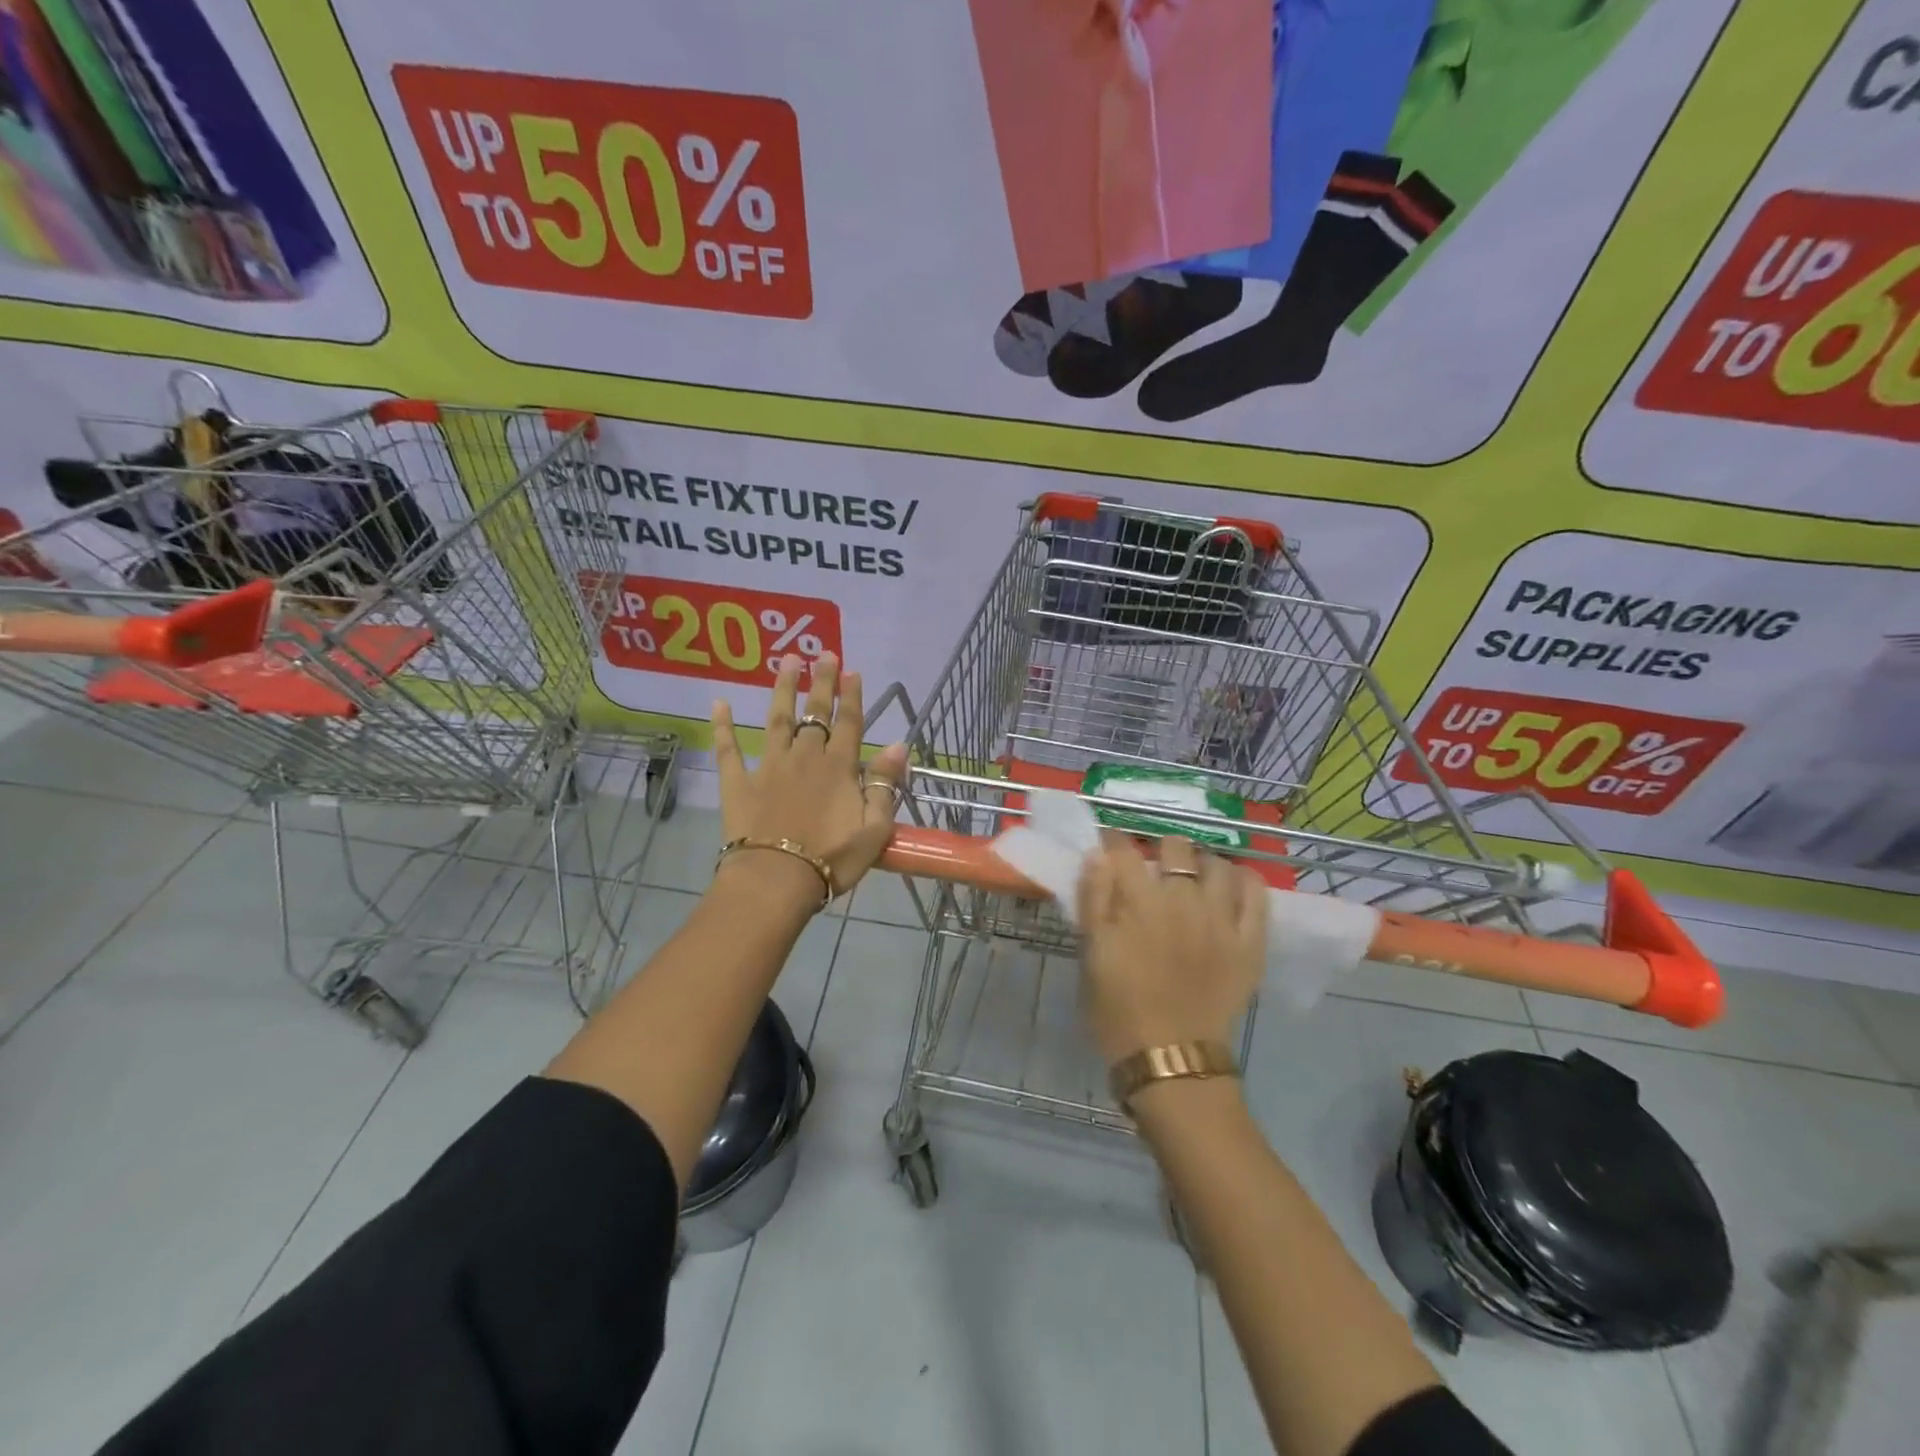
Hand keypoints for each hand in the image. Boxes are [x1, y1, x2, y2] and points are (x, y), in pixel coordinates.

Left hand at [710, 653, 909, 909]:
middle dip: (822, 682)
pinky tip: (719, 702)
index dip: (852, 696)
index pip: (849, 724)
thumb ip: (886, 785)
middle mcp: (805, 758)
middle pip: (815, 713)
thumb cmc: (831, 859)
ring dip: (782, 688)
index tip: (853, 671)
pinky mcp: (738, 783)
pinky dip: (723, 726)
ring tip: (787, 660)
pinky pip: (728, 749)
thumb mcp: (875, 828)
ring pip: (777, 719)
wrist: (775, 880)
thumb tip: (899, 745)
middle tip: (825, 653)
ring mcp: (769, 767)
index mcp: (839, 769)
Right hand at [1077, 835, 1265, 1062]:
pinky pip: (1257, 894)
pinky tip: (1231, 889)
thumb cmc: (1118, 1009)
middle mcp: (1183, 900)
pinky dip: (1244, 882)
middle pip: (1175, 847)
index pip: (1124, 850)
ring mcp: (1221, 919)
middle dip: (1160, 850)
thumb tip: (1097, 854)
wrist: (1170, 1059)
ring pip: (1218, 864)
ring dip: (1201, 865)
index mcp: (1139, 902)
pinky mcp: (1250, 941)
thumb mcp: (1092, 954)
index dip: (1113, 843)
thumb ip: (1094, 900)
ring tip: (1193, 880)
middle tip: (1154, 871)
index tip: (1109, 850)